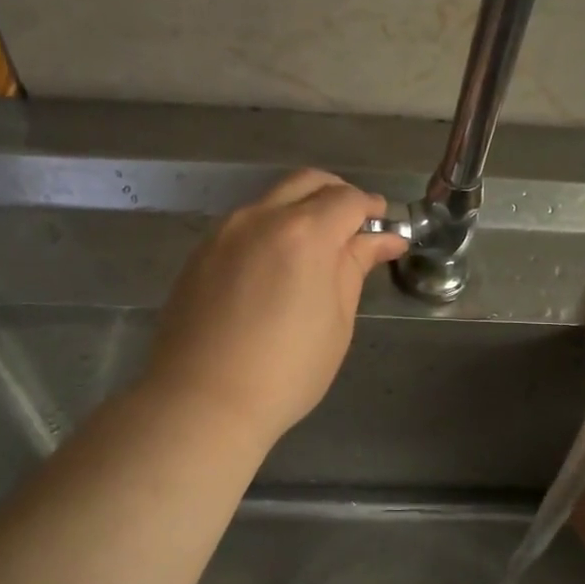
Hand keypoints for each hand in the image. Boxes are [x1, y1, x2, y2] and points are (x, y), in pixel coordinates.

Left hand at [144, 170, 407, 449]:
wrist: (201, 401)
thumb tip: (382, 239)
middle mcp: (261, 218)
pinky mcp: (200, 253)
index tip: (384, 226)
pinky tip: (274, 268)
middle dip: (337, 195)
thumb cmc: (286, 372)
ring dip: (300, 210)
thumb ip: (354, 268)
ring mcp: (224, 232)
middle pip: (307, 182)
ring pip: (272, 200)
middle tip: (353, 228)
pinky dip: (269, 229)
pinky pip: (244, 224)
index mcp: (304, 233)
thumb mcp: (336, 322)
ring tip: (315, 251)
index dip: (372, 209)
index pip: (348, 199)